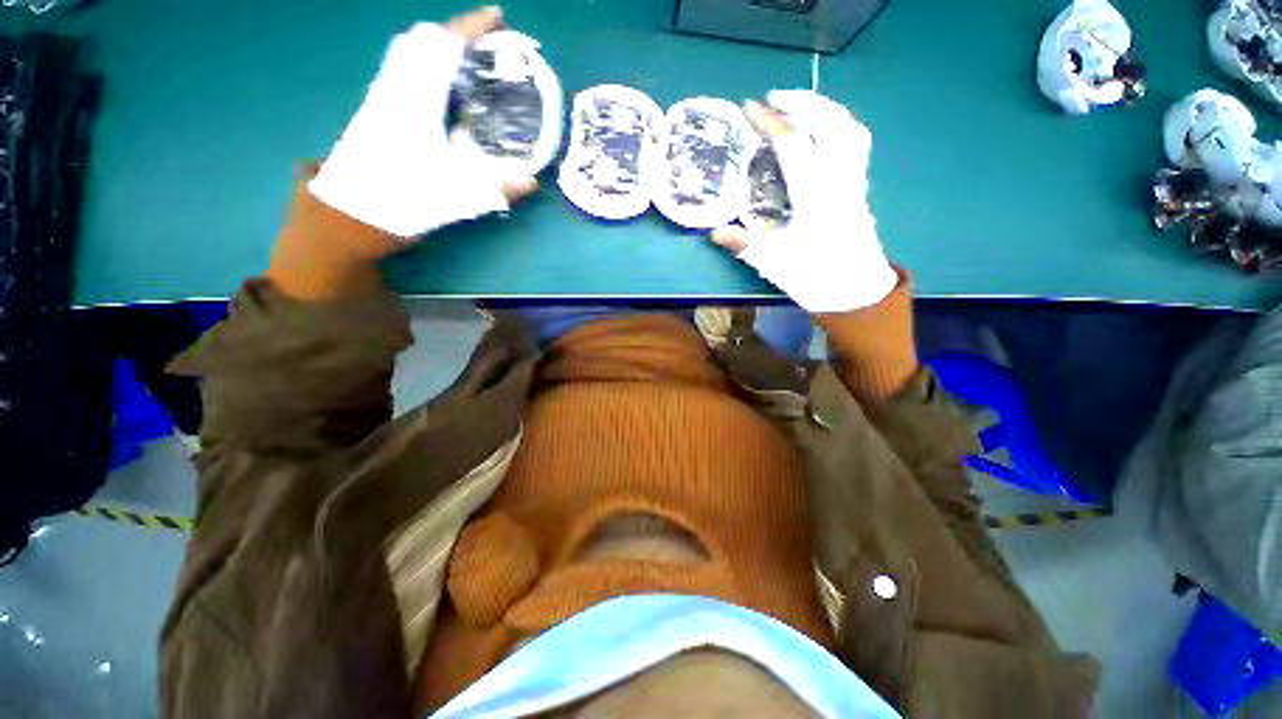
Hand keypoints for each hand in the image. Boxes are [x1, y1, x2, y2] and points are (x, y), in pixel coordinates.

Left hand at [309, 6, 537, 238]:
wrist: (345, 219)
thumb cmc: (396, 203)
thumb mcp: (451, 197)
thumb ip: (494, 187)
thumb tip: (530, 180)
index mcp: (411, 101)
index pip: (441, 47)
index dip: (470, 27)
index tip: (497, 17)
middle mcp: (393, 90)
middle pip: (420, 42)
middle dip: (456, 35)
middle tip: (488, 47)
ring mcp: (381, 100)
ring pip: (409, 55)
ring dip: (442, 50)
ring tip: (474, 65)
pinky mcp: (378, 114)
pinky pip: (405, 74)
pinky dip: (430, 69)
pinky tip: (448, 93)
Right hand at [711, 90, 896, 313]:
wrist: (856, 294)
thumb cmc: (815, 278)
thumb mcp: (774, 263)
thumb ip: (745, 244)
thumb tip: (716, 233)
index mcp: (816, 195)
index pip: (793, 145)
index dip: (770, 123)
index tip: (750, 108)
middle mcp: (840, 179)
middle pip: (828, 124)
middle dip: (801, 103)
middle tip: (773, 97)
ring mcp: (854, 181)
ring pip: (848, 129)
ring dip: (823, 110)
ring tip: (799, 105)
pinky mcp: (859, 188)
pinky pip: (855, 143)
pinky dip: (839, 126)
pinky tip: (823, 131)